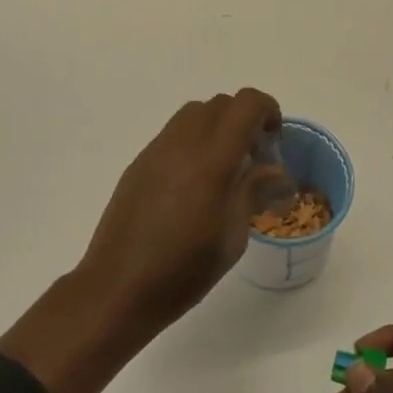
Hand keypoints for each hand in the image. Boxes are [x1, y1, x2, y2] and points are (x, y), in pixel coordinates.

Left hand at [0, 89, 279, 392]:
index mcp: (212, 162)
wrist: (117, 288)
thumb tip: (275, 169)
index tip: (274, 141)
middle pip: (219, 104)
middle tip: (253, 157)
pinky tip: (193, 184)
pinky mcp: (138, 164)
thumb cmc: (183, 272)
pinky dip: (192, 142)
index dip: (267, 110)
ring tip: (223, 168)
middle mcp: (182, 145)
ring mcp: (155, 151)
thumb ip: (253, 192)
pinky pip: (172, 134)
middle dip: (243, 119)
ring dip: (216, 127)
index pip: (245, 105)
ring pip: (193, 114)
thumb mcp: (232, 238)